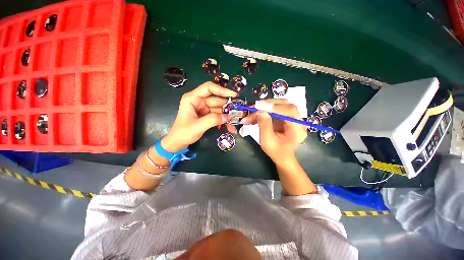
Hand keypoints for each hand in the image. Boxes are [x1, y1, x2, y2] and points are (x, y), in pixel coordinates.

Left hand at [161, 82, 237, 151]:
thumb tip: (228, 117)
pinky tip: (230, 127)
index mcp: (193, 98)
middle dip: (228, 108)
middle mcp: (199, 101)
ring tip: (235, 124)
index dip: (222, 90)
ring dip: (227, 116)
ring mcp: (204, 108)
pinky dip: (224, 121)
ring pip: (219, 109)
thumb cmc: (183, 133)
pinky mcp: (207, 115)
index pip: (209, 88)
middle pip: (217, 100)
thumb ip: (213, 120)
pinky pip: (218, 116)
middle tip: (239, 114)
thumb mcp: (197, 126)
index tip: (233, 95)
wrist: (178, 142)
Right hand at [242, 99, 306, 162]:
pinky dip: (268, 109)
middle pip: (287, 104)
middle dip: (270, 103)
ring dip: (268, 105)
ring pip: (282, 104)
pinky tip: (259, 111)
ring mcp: (294, 118)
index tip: (260, 106)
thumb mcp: (267, 140)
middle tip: (256, 105)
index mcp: (298, 130)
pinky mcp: (287, 117)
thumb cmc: (276, 151)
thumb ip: (264, 125)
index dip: (275, 107)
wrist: (282, 156)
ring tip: (255, 107)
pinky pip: (278, 109)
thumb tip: (260, 111)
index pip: (290, 111)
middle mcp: (299, 121)